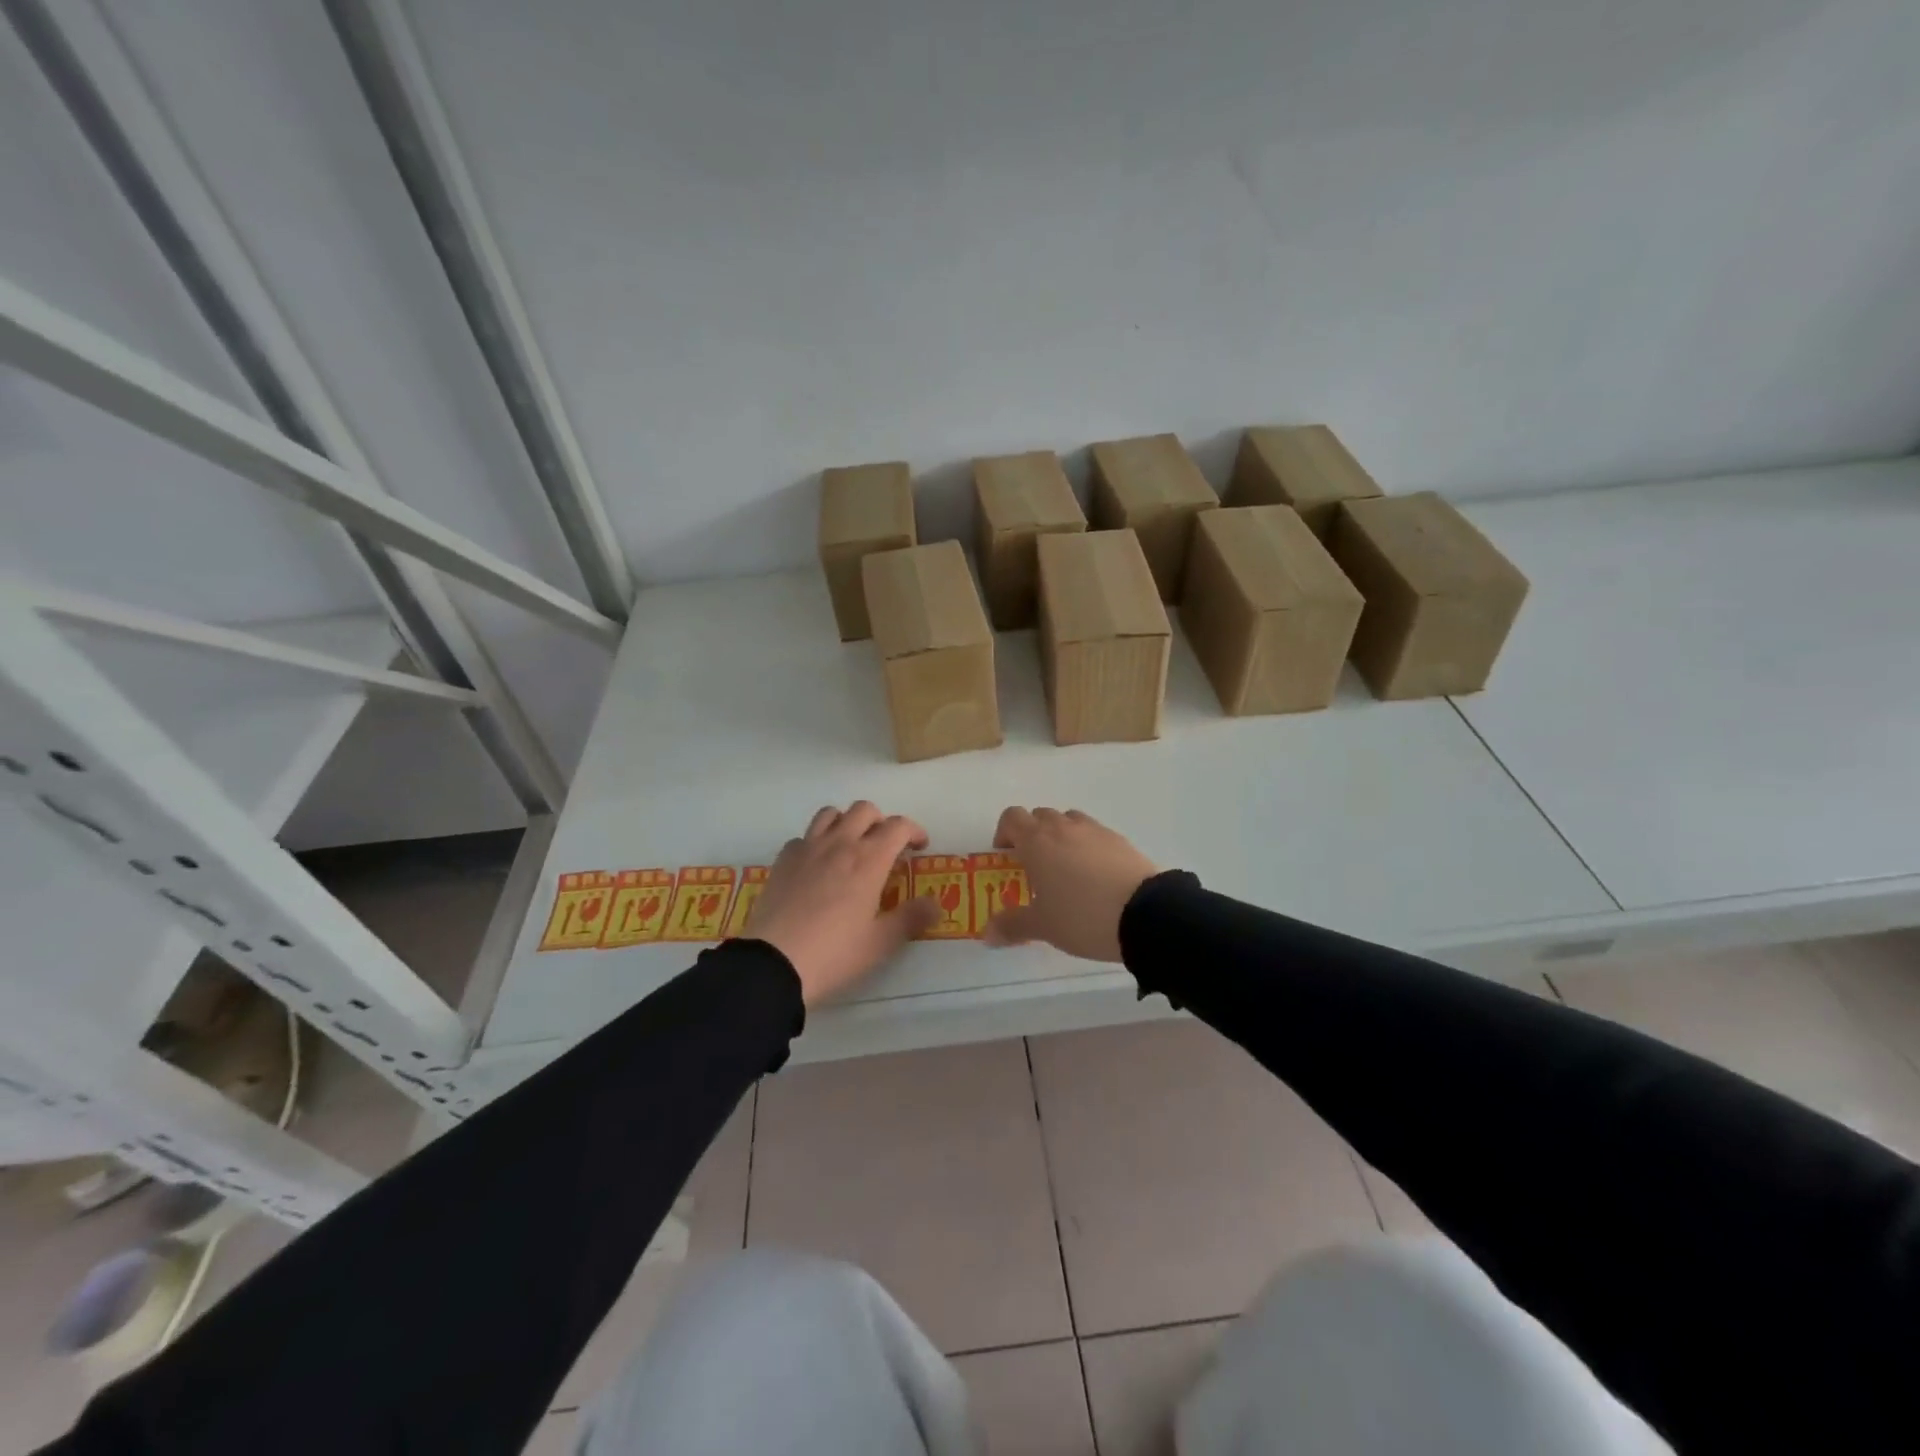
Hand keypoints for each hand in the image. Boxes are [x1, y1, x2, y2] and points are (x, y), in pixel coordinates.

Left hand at [750, 802, 939, 1005]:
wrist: (774, 963)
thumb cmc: (835, 953)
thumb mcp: (881, 942)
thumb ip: (911, 918)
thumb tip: (935, 904)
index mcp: (869, 859)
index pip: (898, 826)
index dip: (913, 831)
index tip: (919, 847)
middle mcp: (839, 843)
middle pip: (864, 810)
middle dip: (881, 821)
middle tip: (886, 846)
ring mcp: (807, 848)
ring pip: (830, 814)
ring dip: (847, 822)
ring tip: (851, 845)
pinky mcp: (782, 860)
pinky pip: (803, 836)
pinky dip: (816, 842)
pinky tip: (817, 865)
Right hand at [982, 807, 1156, 962]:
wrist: (1145, 914)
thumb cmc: (1082, 916)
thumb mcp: (1043, 926)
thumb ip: (1012, 925)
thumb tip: (987, 933)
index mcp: (1037, 841)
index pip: (1012, 817)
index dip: (1004, 833)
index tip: (1007, 858)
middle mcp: (1064, 827)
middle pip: (1040, 816)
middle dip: (1032, 836)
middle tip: (1035, 868)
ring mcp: (1095, 830)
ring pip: (1069, 821)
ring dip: (1061, 837)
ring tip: (1066, 871)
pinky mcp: (1120, 840)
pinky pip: (1095, 835)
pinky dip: (1088, 847)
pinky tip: (1095, 878)